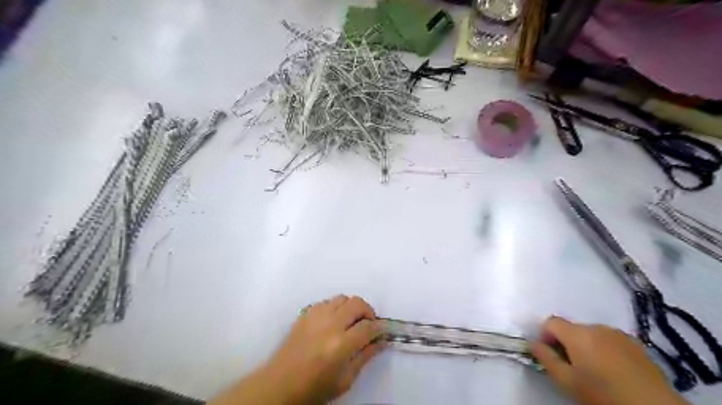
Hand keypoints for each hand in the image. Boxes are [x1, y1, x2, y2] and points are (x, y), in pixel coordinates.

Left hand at [209, 295, 383, 404]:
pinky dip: (335, 307)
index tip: (382, 331)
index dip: (379, 327)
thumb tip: (381, 341)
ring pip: (342, 298)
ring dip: (351, 307)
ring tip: (350, 321)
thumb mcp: (345, 380)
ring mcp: (315, 316)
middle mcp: (329, 324)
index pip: (368, 326)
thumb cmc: (314, 388)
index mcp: (341, 345)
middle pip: (357, 303)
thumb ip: (365, 357)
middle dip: (368, 311)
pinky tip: (333, 321)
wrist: (280, 384)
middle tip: (368, 324)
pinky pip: (326, 301)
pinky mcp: (305, 314)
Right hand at [529, 316, 686, 403]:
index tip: (550, 355)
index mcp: (577, 333)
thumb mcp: (566, 381)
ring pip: (591, 334)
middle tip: (572, 367)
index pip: (551, 322)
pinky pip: (610, 340)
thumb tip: (533, 343)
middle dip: (567, 343)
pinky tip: (614, 370)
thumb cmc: (603, 394)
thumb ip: (545, 358)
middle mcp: (597, 327)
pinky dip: (605, 349)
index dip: (545, 336)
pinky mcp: (636, 344)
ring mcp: (618, 334)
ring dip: (586, 346)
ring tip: (595, 370)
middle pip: (572, 328)